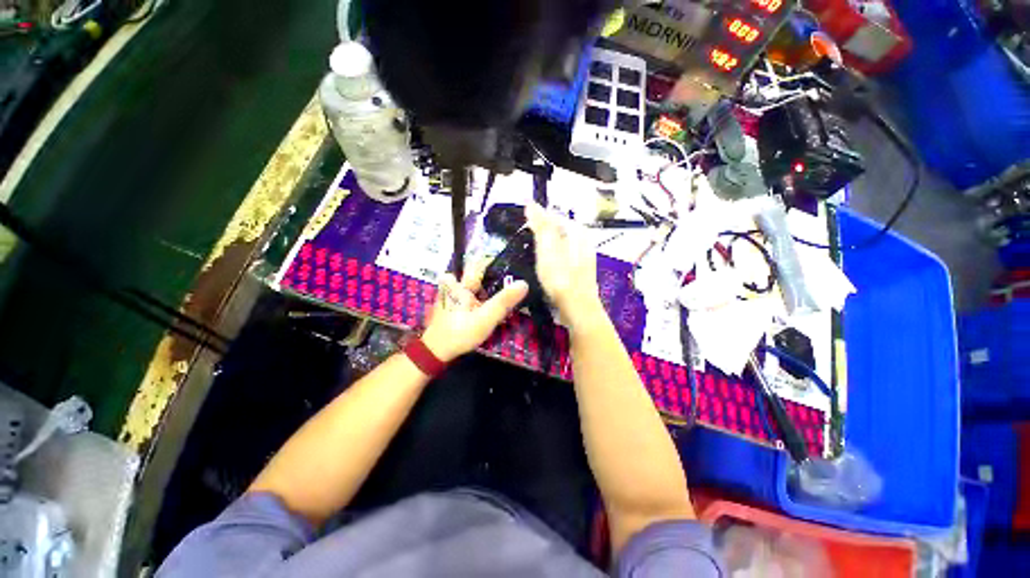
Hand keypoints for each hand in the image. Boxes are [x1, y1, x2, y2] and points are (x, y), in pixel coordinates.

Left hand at [422, 260, 528, 362]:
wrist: (436, 352)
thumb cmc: (459, 333)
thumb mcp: (484, 318)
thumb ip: (503, 301)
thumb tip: (524, 283)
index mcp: (459, 282)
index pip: (480, 263)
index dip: (497, 263)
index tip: (514, 265)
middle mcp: (454, 283)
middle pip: (480, 274)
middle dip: (497, 278)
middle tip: (515, 284)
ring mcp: (452, 293)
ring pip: (477, 285)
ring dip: (491, 289)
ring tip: (509, 294)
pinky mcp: (454, 303)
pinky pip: (473, 294)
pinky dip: (484, 297)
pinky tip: (494, 306)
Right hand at [524, 202, 603, 327]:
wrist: (579, 309)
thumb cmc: (561, 278)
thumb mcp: (548, 249)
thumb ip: (541, 226)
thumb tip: (531, 203)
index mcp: (578, 232)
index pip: (555, 217)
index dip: (537, 219)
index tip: (523, 227)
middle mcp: (584, 242)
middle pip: (559, 231)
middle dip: (542, 233)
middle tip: (526, 241)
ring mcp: (584, 257)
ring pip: (561, 244)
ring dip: (546, 246)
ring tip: (532, 253)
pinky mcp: (580, 271)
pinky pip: (563, 257)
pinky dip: (552, 258)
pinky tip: (545, 267)